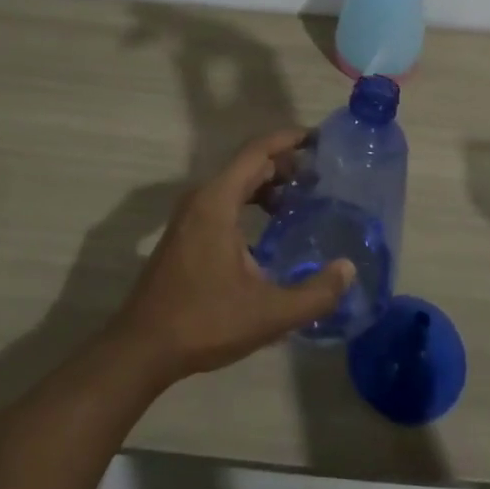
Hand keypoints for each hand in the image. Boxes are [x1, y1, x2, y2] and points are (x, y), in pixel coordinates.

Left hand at [111, 130, 354, 383]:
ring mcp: (189, 215)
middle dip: (284, 164)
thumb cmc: (204, 322)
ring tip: (302, 199)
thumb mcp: (268, 313)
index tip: (319, 140)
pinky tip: (270, 227)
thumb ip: (314, 293)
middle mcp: (202, 198)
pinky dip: (250, 201)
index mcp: (217, 201)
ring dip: (267, 185)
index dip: (288, 140)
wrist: (141, 348)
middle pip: (247, 164)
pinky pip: (223, 201)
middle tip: (321, 175)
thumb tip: (348, 270)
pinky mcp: (185, 233)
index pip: (257, 152)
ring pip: (234, 184)